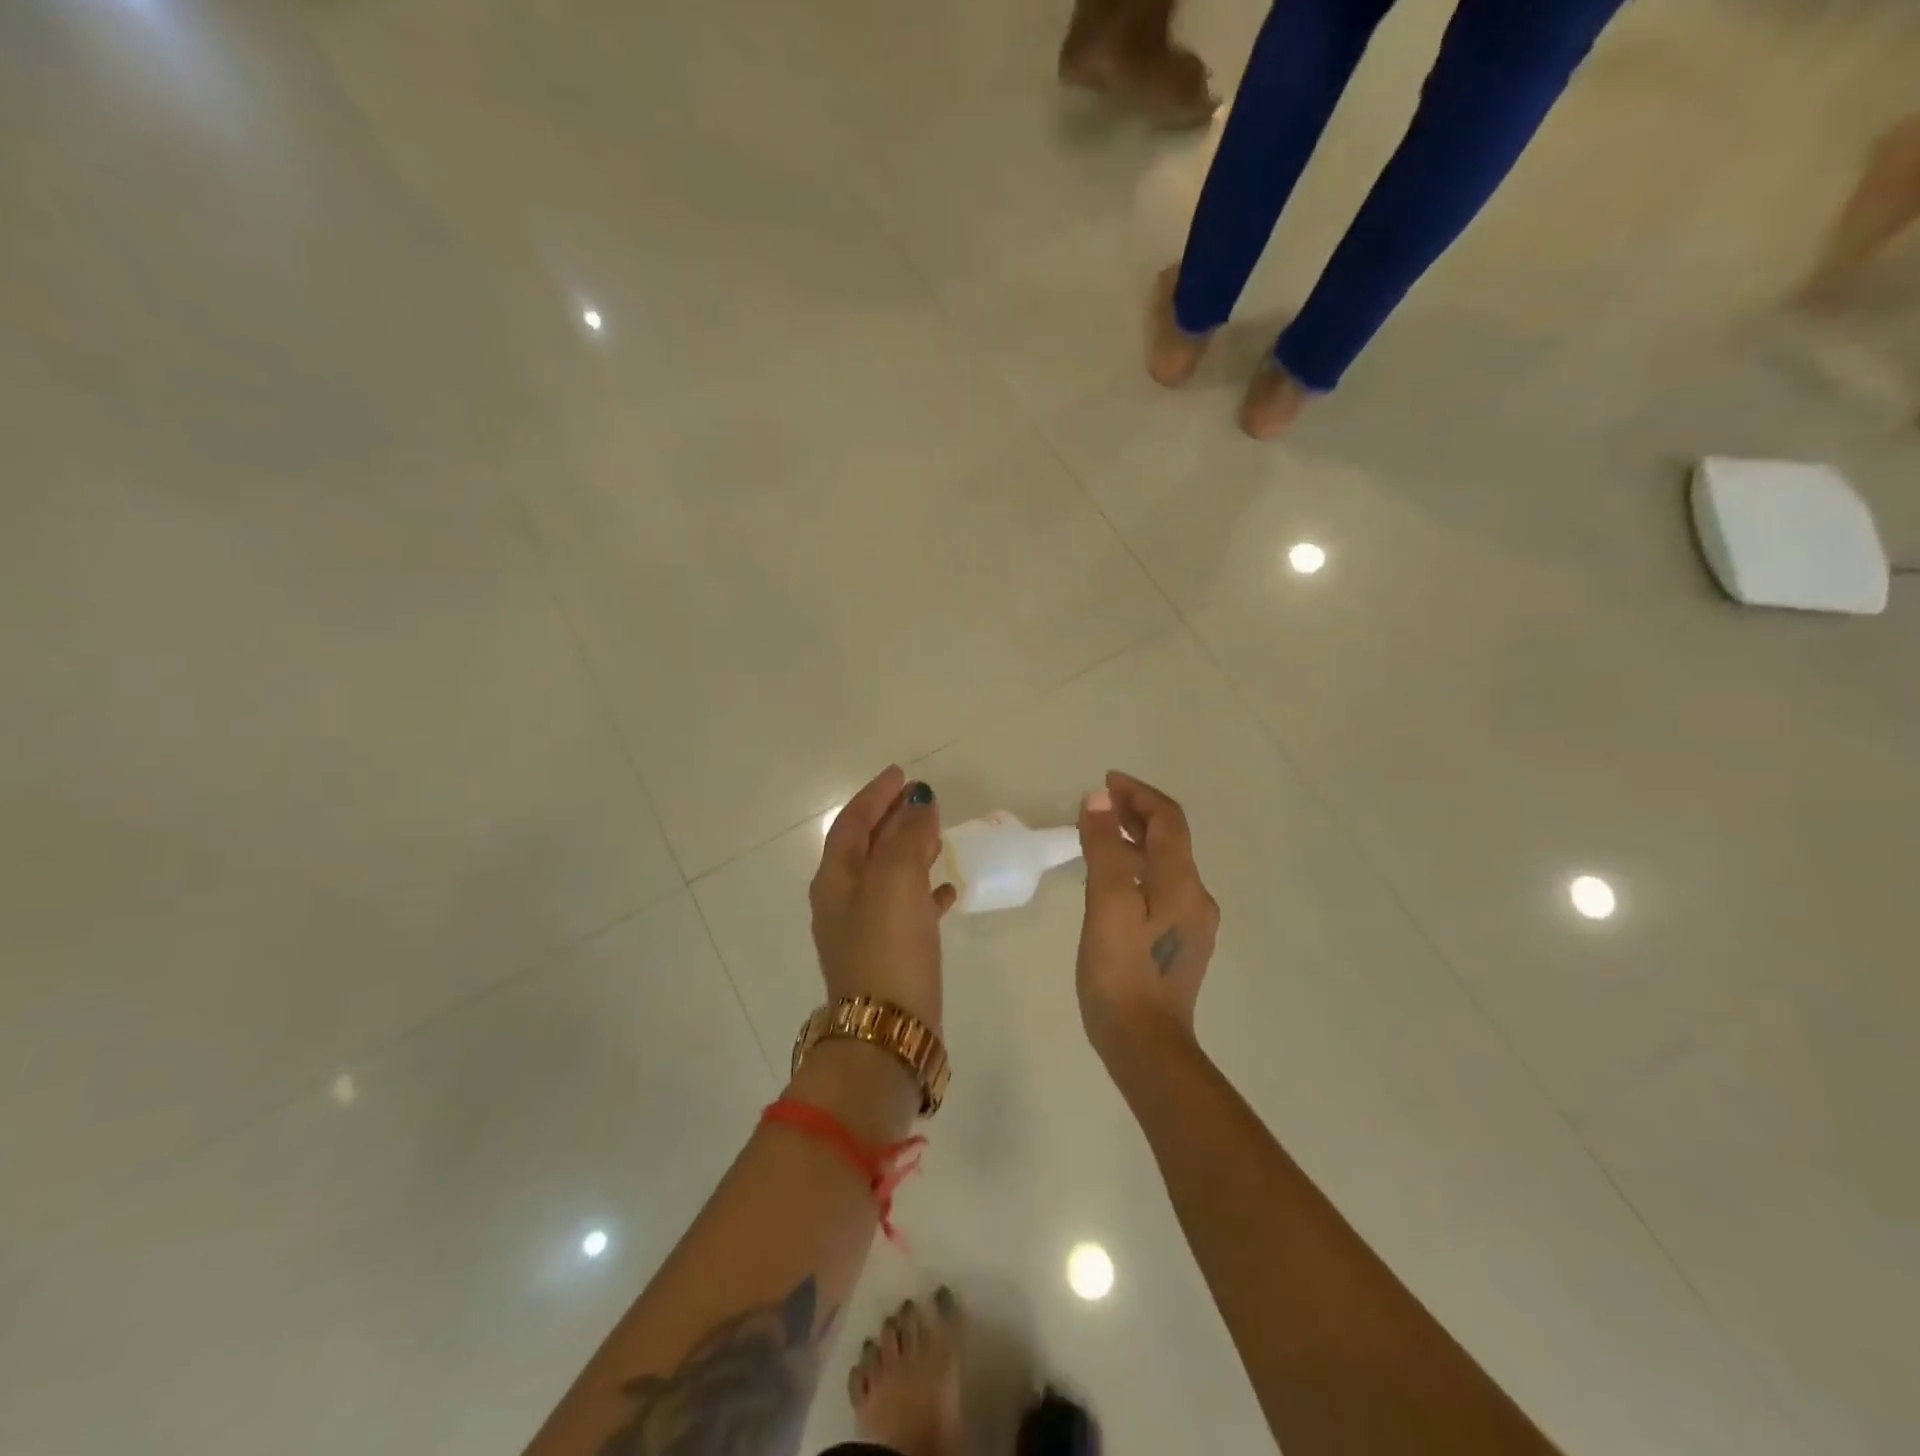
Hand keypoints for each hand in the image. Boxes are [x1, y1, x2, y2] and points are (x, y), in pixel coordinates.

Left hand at [809, 766, 956, 1031]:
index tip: (901, 774)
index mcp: (836, 879)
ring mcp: (865, 929)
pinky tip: (950, 889)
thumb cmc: (888, 947)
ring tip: (938, 834)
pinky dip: (926, 891)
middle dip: (893, 819)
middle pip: (868, 846)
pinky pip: (908, 908)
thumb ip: (907, 836)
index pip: (852, 823)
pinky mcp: (890, 954)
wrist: (888, 1031)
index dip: (875, 796)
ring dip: (911, 850)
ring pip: (889, 875)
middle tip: (922, 799)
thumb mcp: (896, 880)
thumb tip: (918, 802)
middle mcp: (844, 901)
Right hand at [1075, 771, 1218, 1062]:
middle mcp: (1195, 897)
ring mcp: (1191, 923)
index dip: (1138, 794)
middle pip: (1170, 839)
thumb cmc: (1122, 974)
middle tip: (1099, 803)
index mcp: (1182, 884)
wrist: (1146, 1048)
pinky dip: (1137, 868)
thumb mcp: (1107, 906)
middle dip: (1137, 813)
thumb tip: (1101, 800)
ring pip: (1165, 864)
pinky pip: (1160, 888)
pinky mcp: (1179, 943)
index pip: (1167, 820)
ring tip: (1099, 835)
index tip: (1106, 781)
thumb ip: (1106, 849)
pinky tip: (1112, 881)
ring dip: (1135, 840)